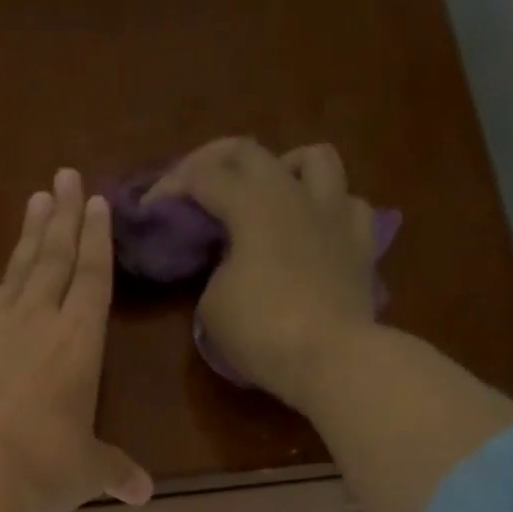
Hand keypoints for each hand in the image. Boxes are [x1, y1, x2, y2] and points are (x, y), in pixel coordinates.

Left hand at [0, 169, 152, 511]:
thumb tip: (144, 494)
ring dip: (26, 237)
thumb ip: (116, 473)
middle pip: (55, 262)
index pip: (93, 281)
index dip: (97, 242)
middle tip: (66, 177)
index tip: (98, 202)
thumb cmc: (43, 469)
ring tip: (36, 198)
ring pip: (12, 272)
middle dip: (64, 220)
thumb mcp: (87, 474)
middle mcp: (36, 324)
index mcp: (79, 346)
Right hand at [147, 138, 379, 410]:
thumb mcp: (213, 305)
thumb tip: (230, 265)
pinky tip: (314, 228)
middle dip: (213, 161)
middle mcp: (295, 194)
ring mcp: (335, 214)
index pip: (203, 177)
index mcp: (252, 204)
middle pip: (251, 152)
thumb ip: (214, 271)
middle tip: (195, 186)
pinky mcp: (362, 244)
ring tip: (268, 193)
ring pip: (315, 159)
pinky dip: (328, 209)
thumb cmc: (263, 332)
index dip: (171, 186)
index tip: (151, 208)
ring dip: (284, 166)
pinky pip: (349, 205)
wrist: (331, 359)